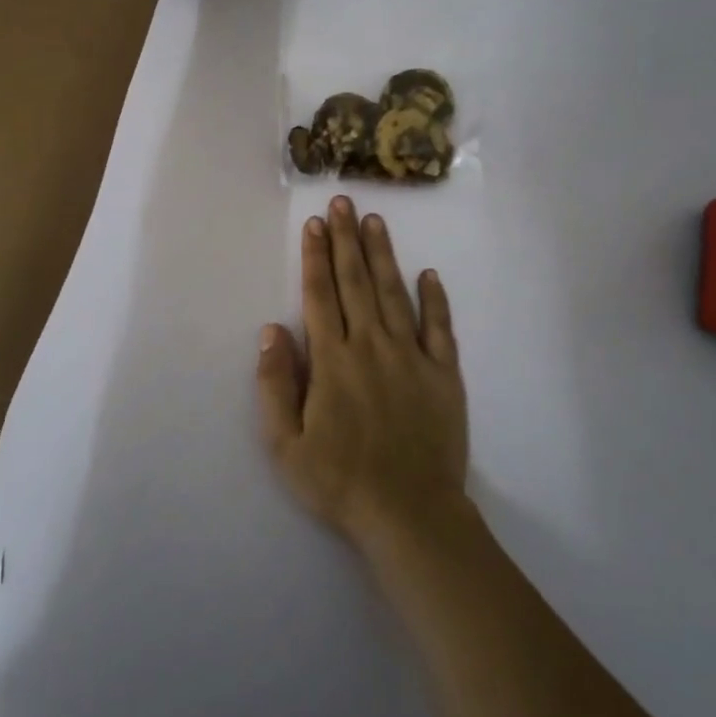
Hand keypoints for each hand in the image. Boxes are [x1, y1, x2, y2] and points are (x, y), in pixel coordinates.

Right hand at [257, 196, 469, 551]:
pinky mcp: (444, 374)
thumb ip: (275, 384)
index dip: (315, 256)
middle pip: (357, 282)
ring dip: (384, 255)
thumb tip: (271, 329)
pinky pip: (440, 328)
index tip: (315, 223)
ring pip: (395, 294)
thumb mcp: (285, 444)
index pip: (320, 295)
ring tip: (376, 222)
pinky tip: (430, 274)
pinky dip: (435, 299)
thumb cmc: (340, 482)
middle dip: (347, 240)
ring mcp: (412, 357)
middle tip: (345, 202)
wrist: (410, 514)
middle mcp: (372, 346)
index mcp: (333, 360)